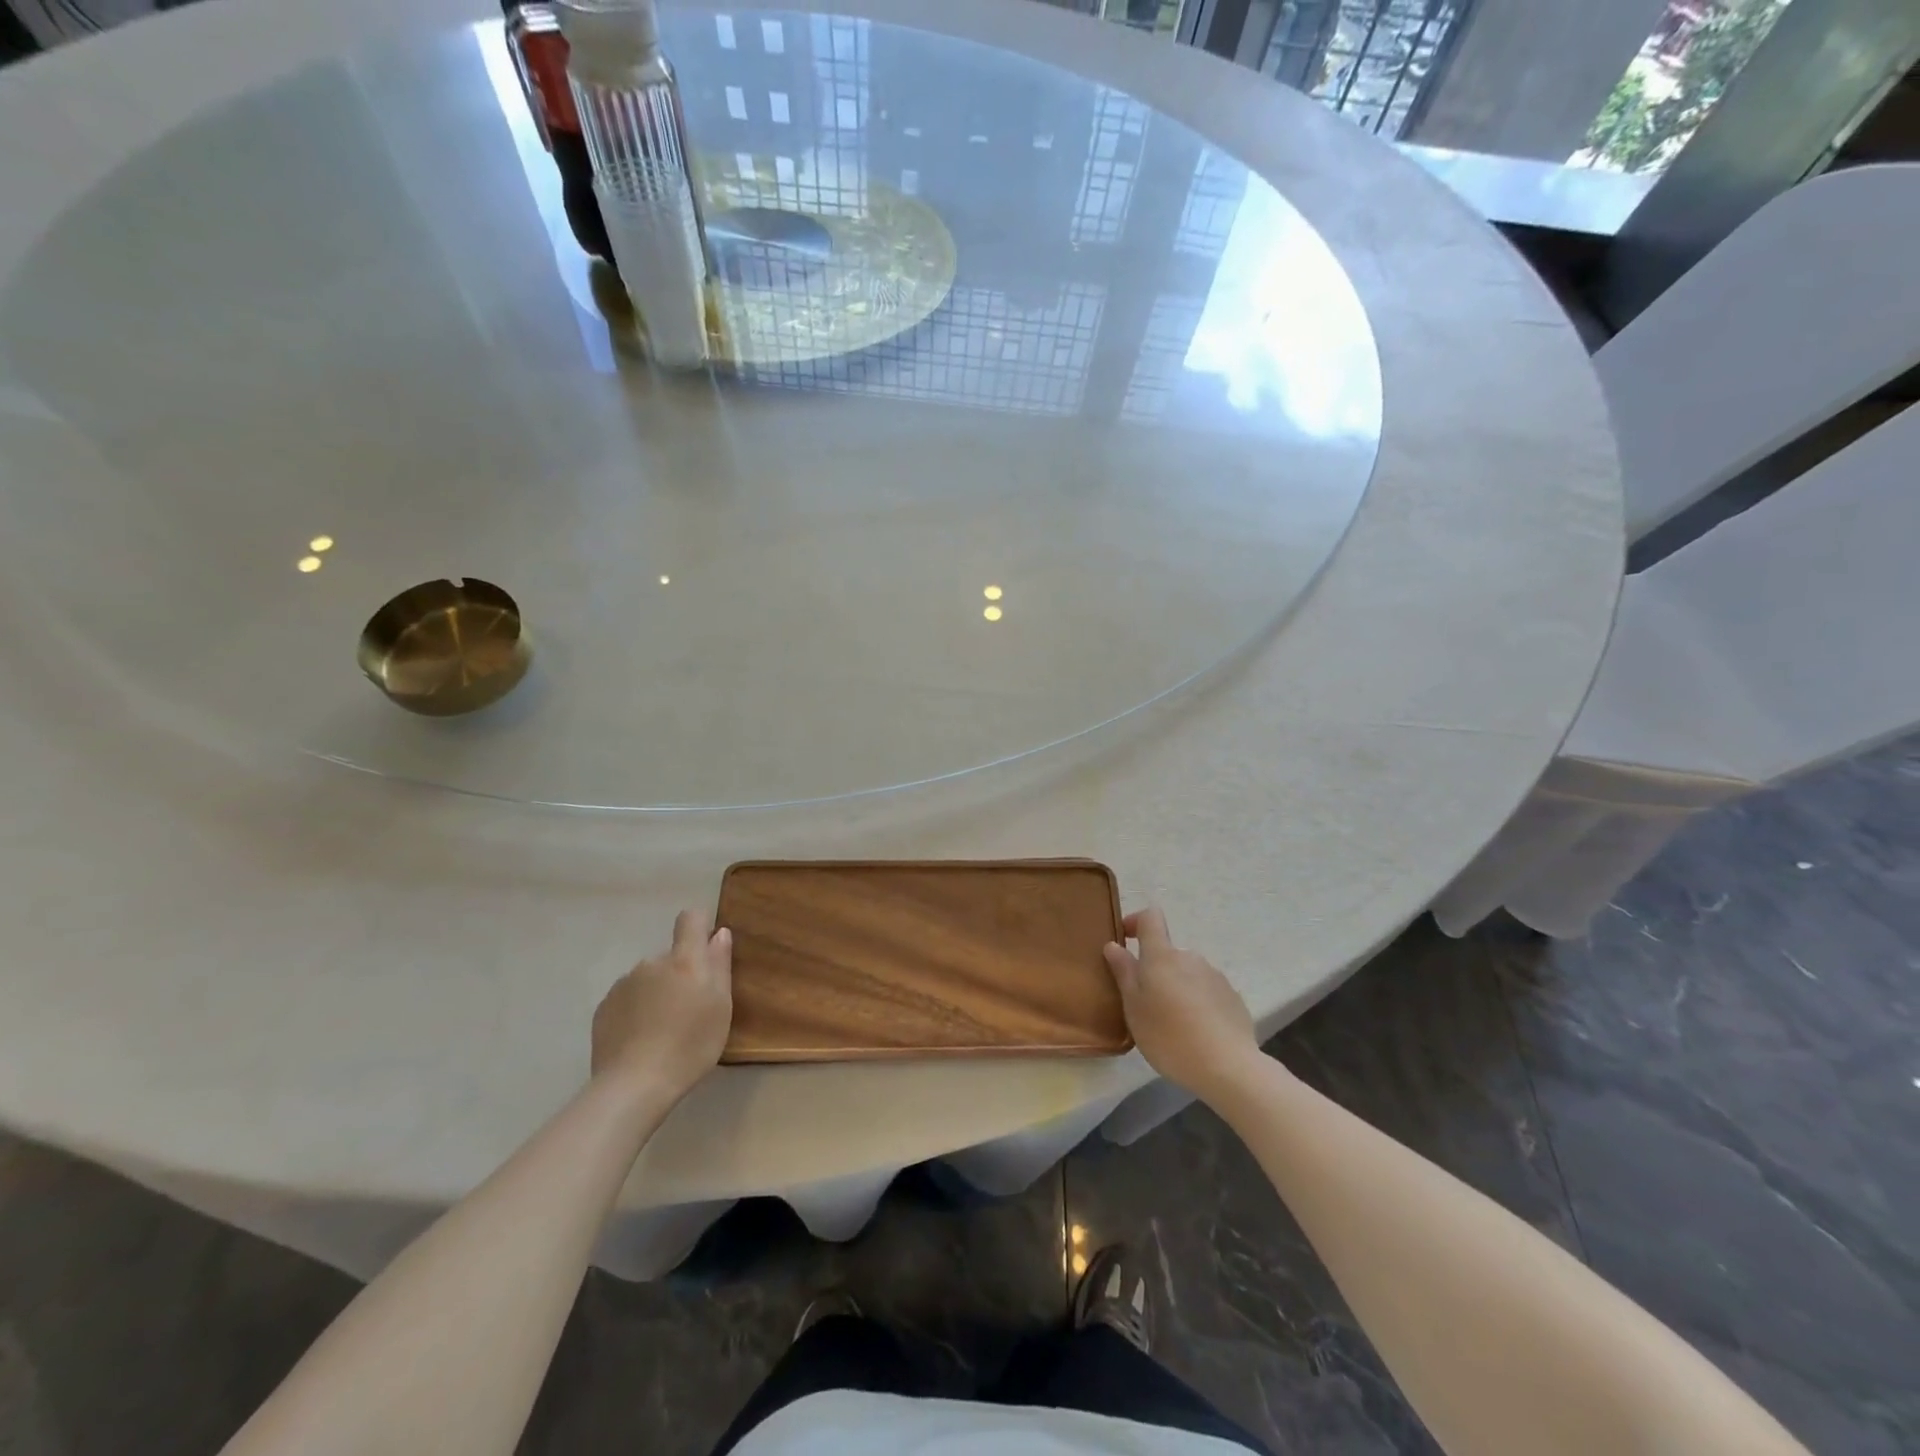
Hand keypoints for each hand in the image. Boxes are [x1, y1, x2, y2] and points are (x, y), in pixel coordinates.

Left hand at [592, 910, 733, 1100]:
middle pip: (671, 956)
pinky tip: (641, 1039)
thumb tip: (720, 934)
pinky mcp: (604, 1008)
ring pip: (648, 978)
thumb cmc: (690, 1046)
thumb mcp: (721, 1007)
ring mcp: (623, 984)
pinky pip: (628, 998)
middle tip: (689, 1011)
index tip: (707, 949)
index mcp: (684, 960)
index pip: (691, 919)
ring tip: (663, 1030)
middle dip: (681, 974)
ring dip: (658, 992)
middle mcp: (651, 963)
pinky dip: (637, 1010)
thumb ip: (720, 966)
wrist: (633, 1086)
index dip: (700, 926)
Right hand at [1103, 907, 1260, 1102]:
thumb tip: (1114, 945)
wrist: (1228, 1067)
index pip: (1150, 917)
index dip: (1135, 921)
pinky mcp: (1232, 997)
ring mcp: (1215, 976)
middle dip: (1154, 970)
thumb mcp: (1134, 1007)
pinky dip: (1196, 1002)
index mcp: (1162, 956)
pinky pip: (1206, 991)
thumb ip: (1124, 972)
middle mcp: (1190, 957)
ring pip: (1187, 973)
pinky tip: (1196, 1031)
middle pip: (1167, 952)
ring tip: (1172, 1023)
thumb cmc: (1169, 1036)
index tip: (1124, 939)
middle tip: (1145, 1003)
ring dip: (1176, 987)